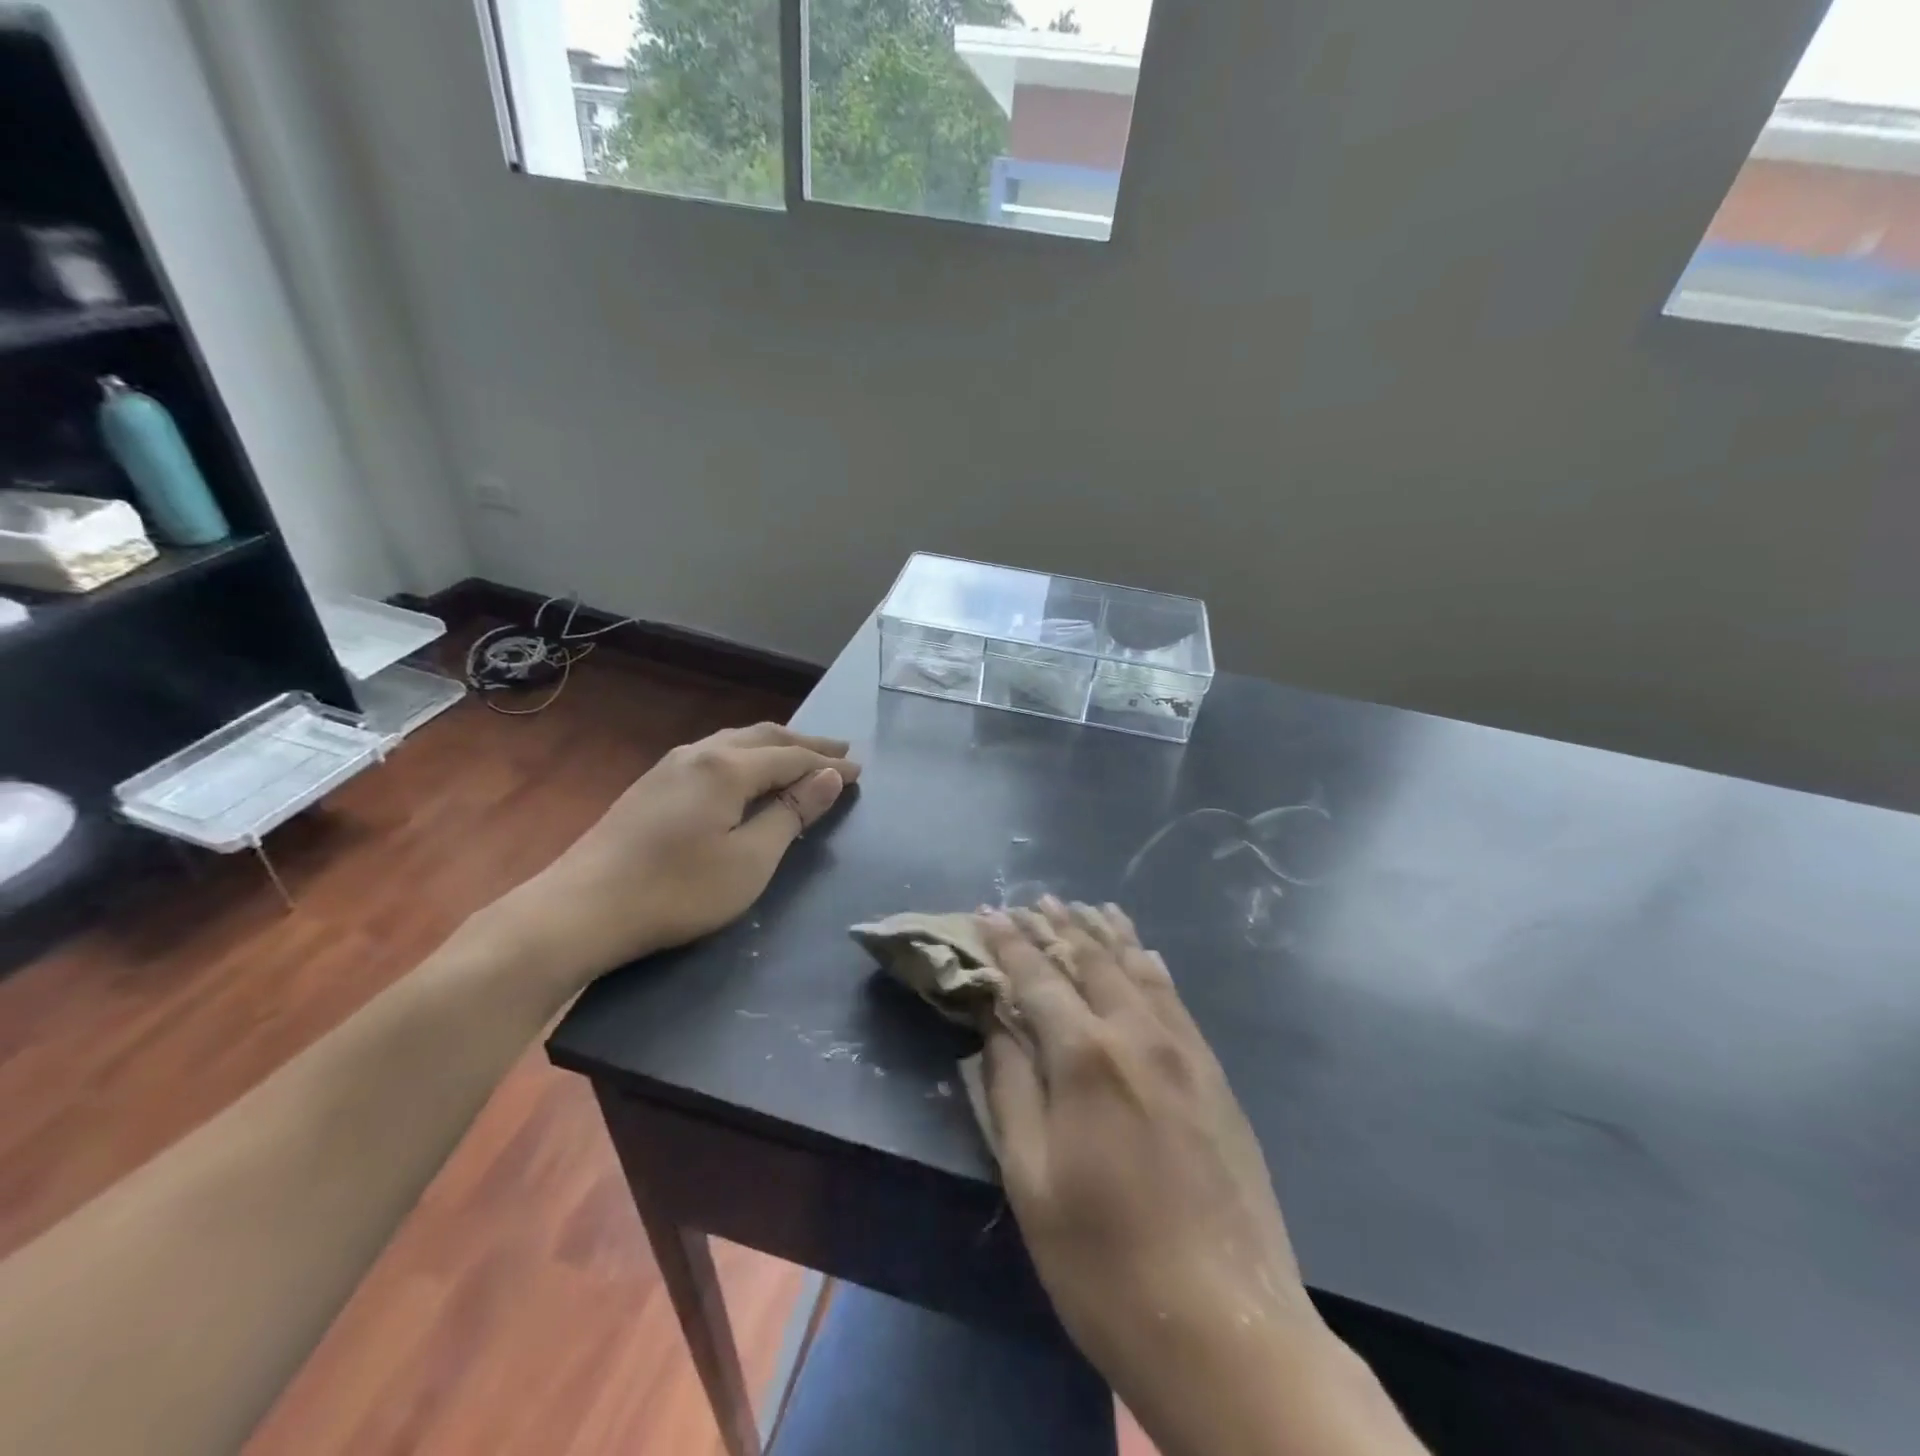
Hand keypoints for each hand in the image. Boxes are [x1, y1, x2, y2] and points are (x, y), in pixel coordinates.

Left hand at [510, 723, 858, 986]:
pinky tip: (745, 771)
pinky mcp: (651, 785)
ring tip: (800, 754)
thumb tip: (829, 777)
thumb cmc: (677, 890)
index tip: (860, 771)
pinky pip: (713, 754)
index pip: (792, 757)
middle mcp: (700, 753)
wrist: (580, 909)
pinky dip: (745, 756)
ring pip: (735, 741)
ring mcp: (670, 766)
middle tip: (840, 751)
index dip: (828, 765)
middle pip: (764, 737)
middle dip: (805, 743)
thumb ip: (791, 814)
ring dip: (774, 746)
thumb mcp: (750, 860)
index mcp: (728, 767)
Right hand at [977, 899, 1422, 1455]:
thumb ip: (1010, 1089)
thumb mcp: (1031, 1181)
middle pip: (1091, 960)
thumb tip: (996, 1024)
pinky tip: (1144, 954)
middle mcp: (1138, 1035)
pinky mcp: (1214, 1076)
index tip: (987, 913)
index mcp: (1086, 1057)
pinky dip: (1150, 966)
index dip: (1009, 943)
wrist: (1228, 1330)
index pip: (1038, 978)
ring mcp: (1184, 1052)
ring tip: (1085, 907)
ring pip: (1138, 969)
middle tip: (1032, 901)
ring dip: (1105, 934)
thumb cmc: (1104, 1264)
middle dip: (1057, 926)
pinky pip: (1175, 999)